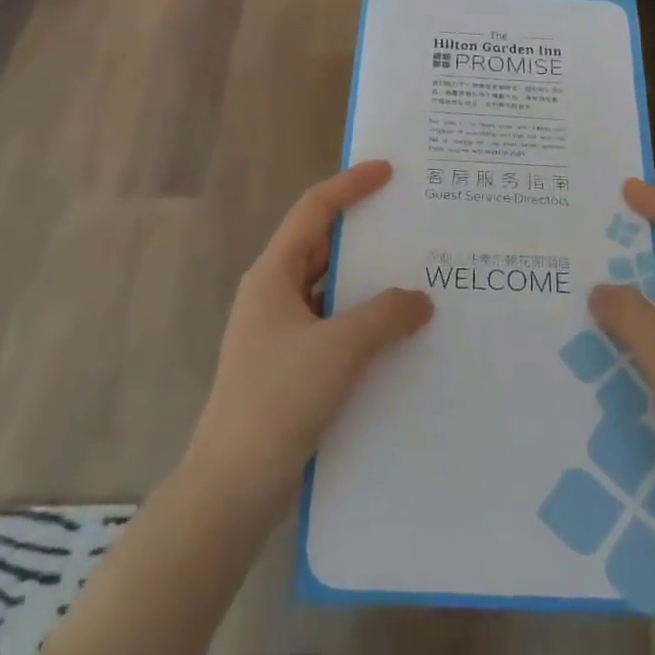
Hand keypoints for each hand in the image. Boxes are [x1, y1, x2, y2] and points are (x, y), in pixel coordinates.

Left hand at [185, 162, 432, 510]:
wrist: (233, 484)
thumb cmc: (279, 400)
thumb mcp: (339, 349)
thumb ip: (386, 315)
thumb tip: (420, 299)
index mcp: (273, 275)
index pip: (314, 210)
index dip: (350, 185)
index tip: (389, 171)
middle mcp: (274, 294)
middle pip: (322, 245)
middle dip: (364, 231)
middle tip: (412, 221)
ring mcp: (281, 331)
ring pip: (330, 288)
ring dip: (368, 280)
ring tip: (417, 273)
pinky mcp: (292, 363)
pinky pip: (334, 323)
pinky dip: (363, 318)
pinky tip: (398, 331)